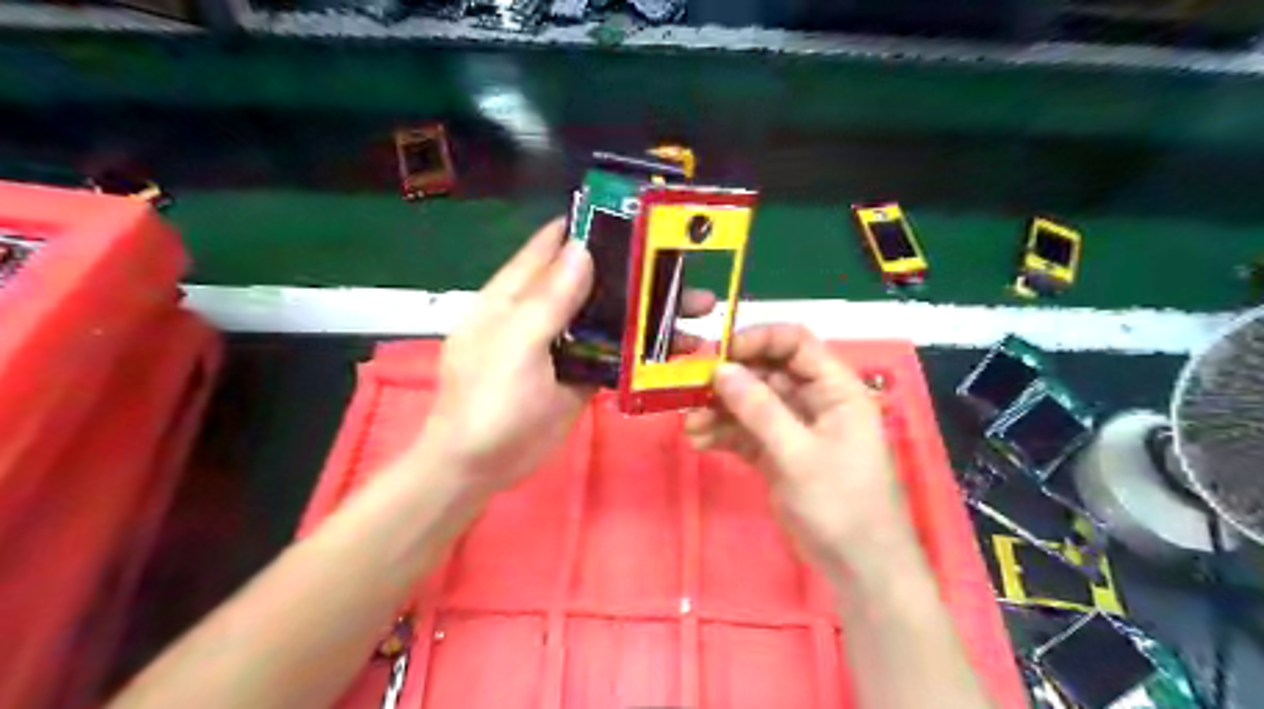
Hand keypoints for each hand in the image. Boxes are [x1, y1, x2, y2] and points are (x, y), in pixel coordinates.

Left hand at [424, 217, 715, 501]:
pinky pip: (616, 354)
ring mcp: (566, 344)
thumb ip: (548, 300)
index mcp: (517, 294)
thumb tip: (582, 247)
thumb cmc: (488, 402)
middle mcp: (544, 311)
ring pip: (611, 318)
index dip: (592, 226)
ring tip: (698, 313)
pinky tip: (677, 350)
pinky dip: (643, 349)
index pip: (555, 244)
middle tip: (689, 271)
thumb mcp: (515, 347)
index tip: (640, 216)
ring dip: (649, 313)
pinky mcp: (582, 374)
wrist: (481, 468)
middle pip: (595, 281)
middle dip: (638, 274)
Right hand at [688, 324, 913, 580]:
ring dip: (719, 409)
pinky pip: (745, 432)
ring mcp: (793, 428)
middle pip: (766, 372)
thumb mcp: (799, 455)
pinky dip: (722, 433)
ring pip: (750, 403)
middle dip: (729, 379)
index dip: (758, 340)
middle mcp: (813, 401)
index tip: (719, 352)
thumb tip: (721, 370)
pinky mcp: (777, 453)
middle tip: (690, 387)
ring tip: (690, 424)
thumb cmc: (842, 504)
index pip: (795, 344)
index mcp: (834, 389)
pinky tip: (699, 440)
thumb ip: (760, 410)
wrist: (858, 568)